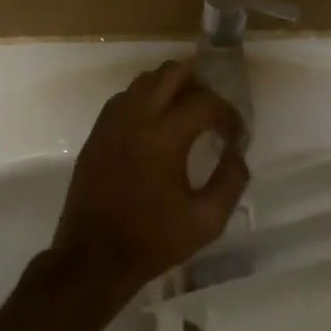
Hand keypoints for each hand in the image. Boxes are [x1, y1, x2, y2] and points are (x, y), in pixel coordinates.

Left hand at [50, 61, 250, 309]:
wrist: (93, 258)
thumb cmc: (153, 241)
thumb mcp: (206, 220)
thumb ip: (231, 180)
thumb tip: (237, 153)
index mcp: (164, 136)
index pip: (206, 102)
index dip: (229, 115)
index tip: (236, 138)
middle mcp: (135, 116)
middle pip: (173, 71)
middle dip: (200, 87)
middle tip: (212, 117)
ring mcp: (111, 121)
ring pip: (146, 80)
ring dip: (171, 90)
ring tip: (185, 120)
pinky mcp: (96, 133)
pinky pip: (125, 98)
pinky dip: (146, 102)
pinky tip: (155, 131)